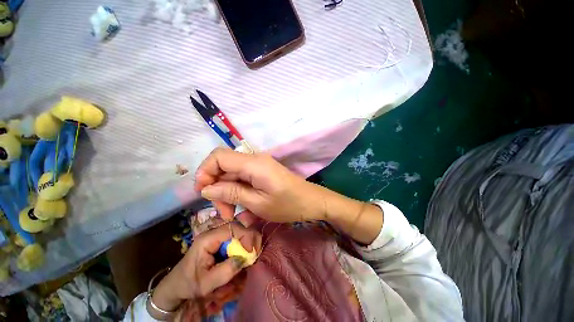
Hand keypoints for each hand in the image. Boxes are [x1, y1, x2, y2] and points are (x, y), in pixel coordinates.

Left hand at [150, 223, 261, 316]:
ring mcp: (217, 236)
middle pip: (238, 227)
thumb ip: (225, 271)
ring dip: (247, 242)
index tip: (252, 250)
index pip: (232, 228)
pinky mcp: (220, 241)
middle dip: (249, 238)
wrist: (177, 285)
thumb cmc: (189, 284)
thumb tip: (245, 258)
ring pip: (239, 232)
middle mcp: (214, 232)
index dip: (246, 235)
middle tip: (255, 252)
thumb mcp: (205, 283)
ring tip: (251, 255)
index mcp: (207, 239)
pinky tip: (243, 256)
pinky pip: (236, 238)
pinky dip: (243, 246)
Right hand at [194, 148, 325, 222]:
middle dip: (217, 188)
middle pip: (224, 166)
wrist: (311, 201)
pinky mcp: (262, 172)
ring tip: (233, 214)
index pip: (219, 156)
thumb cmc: (288, 204)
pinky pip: (243, 178)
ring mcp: (259, 165)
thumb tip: (206, 188)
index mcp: (253, 163)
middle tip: (224, 212)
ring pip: (232, 174)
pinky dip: (237, 191)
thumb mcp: (258, 203)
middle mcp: (254, 159)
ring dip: (227, 192)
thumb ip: (231, 193)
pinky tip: (243, 208)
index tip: (203, 193)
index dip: (205, 171)